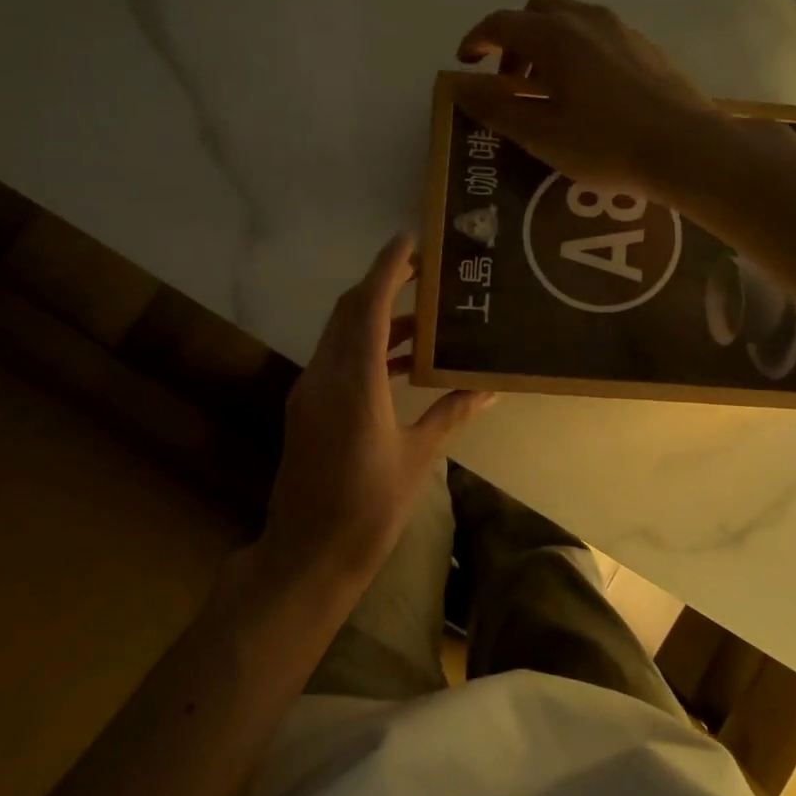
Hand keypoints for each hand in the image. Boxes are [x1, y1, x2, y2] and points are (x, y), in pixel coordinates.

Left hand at [262, 234, 492, 589]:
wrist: (307, 555)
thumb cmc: (368, 508)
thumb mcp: (417, 458)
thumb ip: (451, 414)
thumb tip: (489, 390)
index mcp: (354, 382)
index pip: (369, 307)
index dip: (388, 269)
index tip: (410, 240)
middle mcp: (325, 375)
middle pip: (350, 311)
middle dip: (383, 284)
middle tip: (424, 269)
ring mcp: (311, 391)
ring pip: (342, 335)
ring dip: (377, 318)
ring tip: (424, 316)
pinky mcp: (308, 408)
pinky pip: (338, 359)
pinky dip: (368, 347)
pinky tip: (402, 362)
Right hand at [454, 0, 726, 199]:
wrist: (687, 149)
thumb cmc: (605, 145)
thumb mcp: (541, 134)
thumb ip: (496, 107)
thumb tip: (459, 84)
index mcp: (554, 36)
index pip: (501, 24)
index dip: (476, 41)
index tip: (465, 64)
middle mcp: (587, 20)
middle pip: (538, 11)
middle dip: (515, 40)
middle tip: (511, 82)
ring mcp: (622, 30)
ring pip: (571, 22)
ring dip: (548, 48)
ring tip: (549, 94)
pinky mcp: (646, 48)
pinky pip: (599, 38)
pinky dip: (578, 55)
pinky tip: (589, 97)